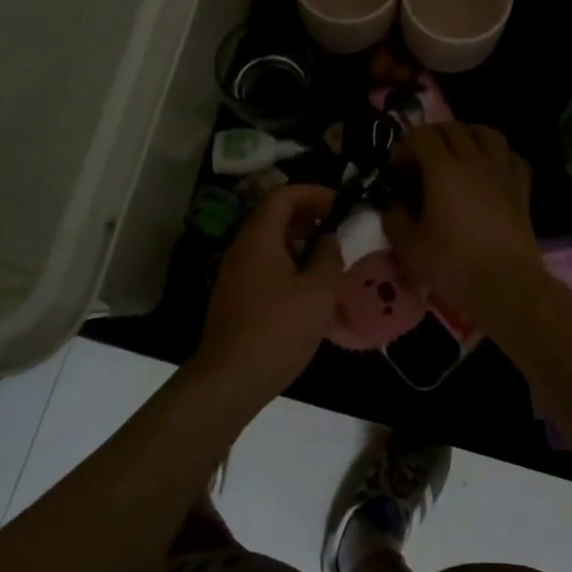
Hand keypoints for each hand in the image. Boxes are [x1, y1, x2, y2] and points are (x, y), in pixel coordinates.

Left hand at [192, 184, 343, 405]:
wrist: (230, 379)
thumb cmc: (278, 330)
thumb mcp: (318, 292)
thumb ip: (329, 257)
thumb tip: (329, 239)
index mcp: (259, 238)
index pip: (283, 195)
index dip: (313, 192)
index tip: (341, 202)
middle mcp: (242, 248)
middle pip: (274, 217)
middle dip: (308, 216)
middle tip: (339, 228)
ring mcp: (235, 274)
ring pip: (270, 243)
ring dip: (300, 243)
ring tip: (330, 258)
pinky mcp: (236, 297)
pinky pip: (265, 266)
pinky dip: (289, 264)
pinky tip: (310, 289)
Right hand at [384, 124, 543, 322]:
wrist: (507, 287)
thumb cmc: (453, 265)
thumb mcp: (408, 247)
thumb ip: (394, 219)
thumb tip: (393, 205)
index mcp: (443, 170)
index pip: (421, 135)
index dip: (404, 146)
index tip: (395, 170)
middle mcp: (474, 162)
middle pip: (453, 128)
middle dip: (431, 136)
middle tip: (419, 160)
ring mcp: (502, 173)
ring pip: (487, 134)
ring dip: (467, 136)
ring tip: (456, 154)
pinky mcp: (521, 190)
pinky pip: (512, 157)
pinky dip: (497, 156)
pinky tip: (489, 170)